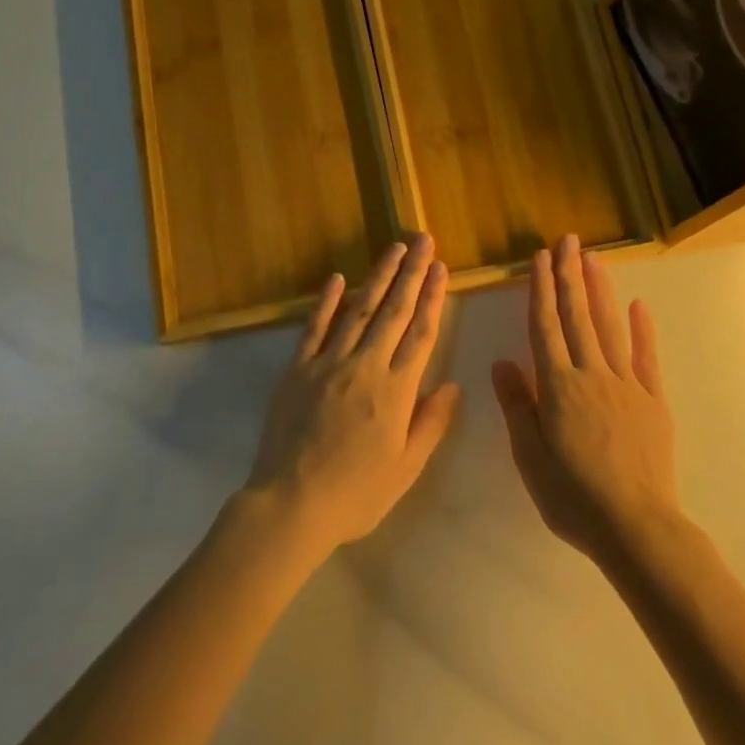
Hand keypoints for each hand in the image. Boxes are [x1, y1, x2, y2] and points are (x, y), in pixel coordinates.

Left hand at [243, 235, 461, 556]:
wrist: (291, 504)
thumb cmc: (356, 494)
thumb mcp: (406, 469)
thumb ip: (431, 424)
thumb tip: (453, 385)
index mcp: (397, 390)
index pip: (421, 333)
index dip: (433, 297)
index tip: (442, 268)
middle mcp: (366, 366)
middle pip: (394, 311)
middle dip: (412, 273)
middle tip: (423, 240)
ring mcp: (329, 363)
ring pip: (359, 309)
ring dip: (379, 276)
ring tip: (394, 249)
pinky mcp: (298, 369)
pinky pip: (315, 327)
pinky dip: (327, 301)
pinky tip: (338, 277)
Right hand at [491, 234, 680, 565]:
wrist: (635, 526)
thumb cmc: (572, 496)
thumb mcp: (530, 456)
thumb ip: (518, 405)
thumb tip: (502, 362)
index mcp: (558, 386)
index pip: (545, 326)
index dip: (541, 289)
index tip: (540, 258)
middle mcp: (591, 374)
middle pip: (577, 316)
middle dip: (570, 275)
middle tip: (568, 241)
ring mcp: (626, 384)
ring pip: (610, 327)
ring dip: (600, 290)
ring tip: (594, 259)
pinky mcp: (653, 400)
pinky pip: (646, 357)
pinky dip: (642, 330)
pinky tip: (639, 305)